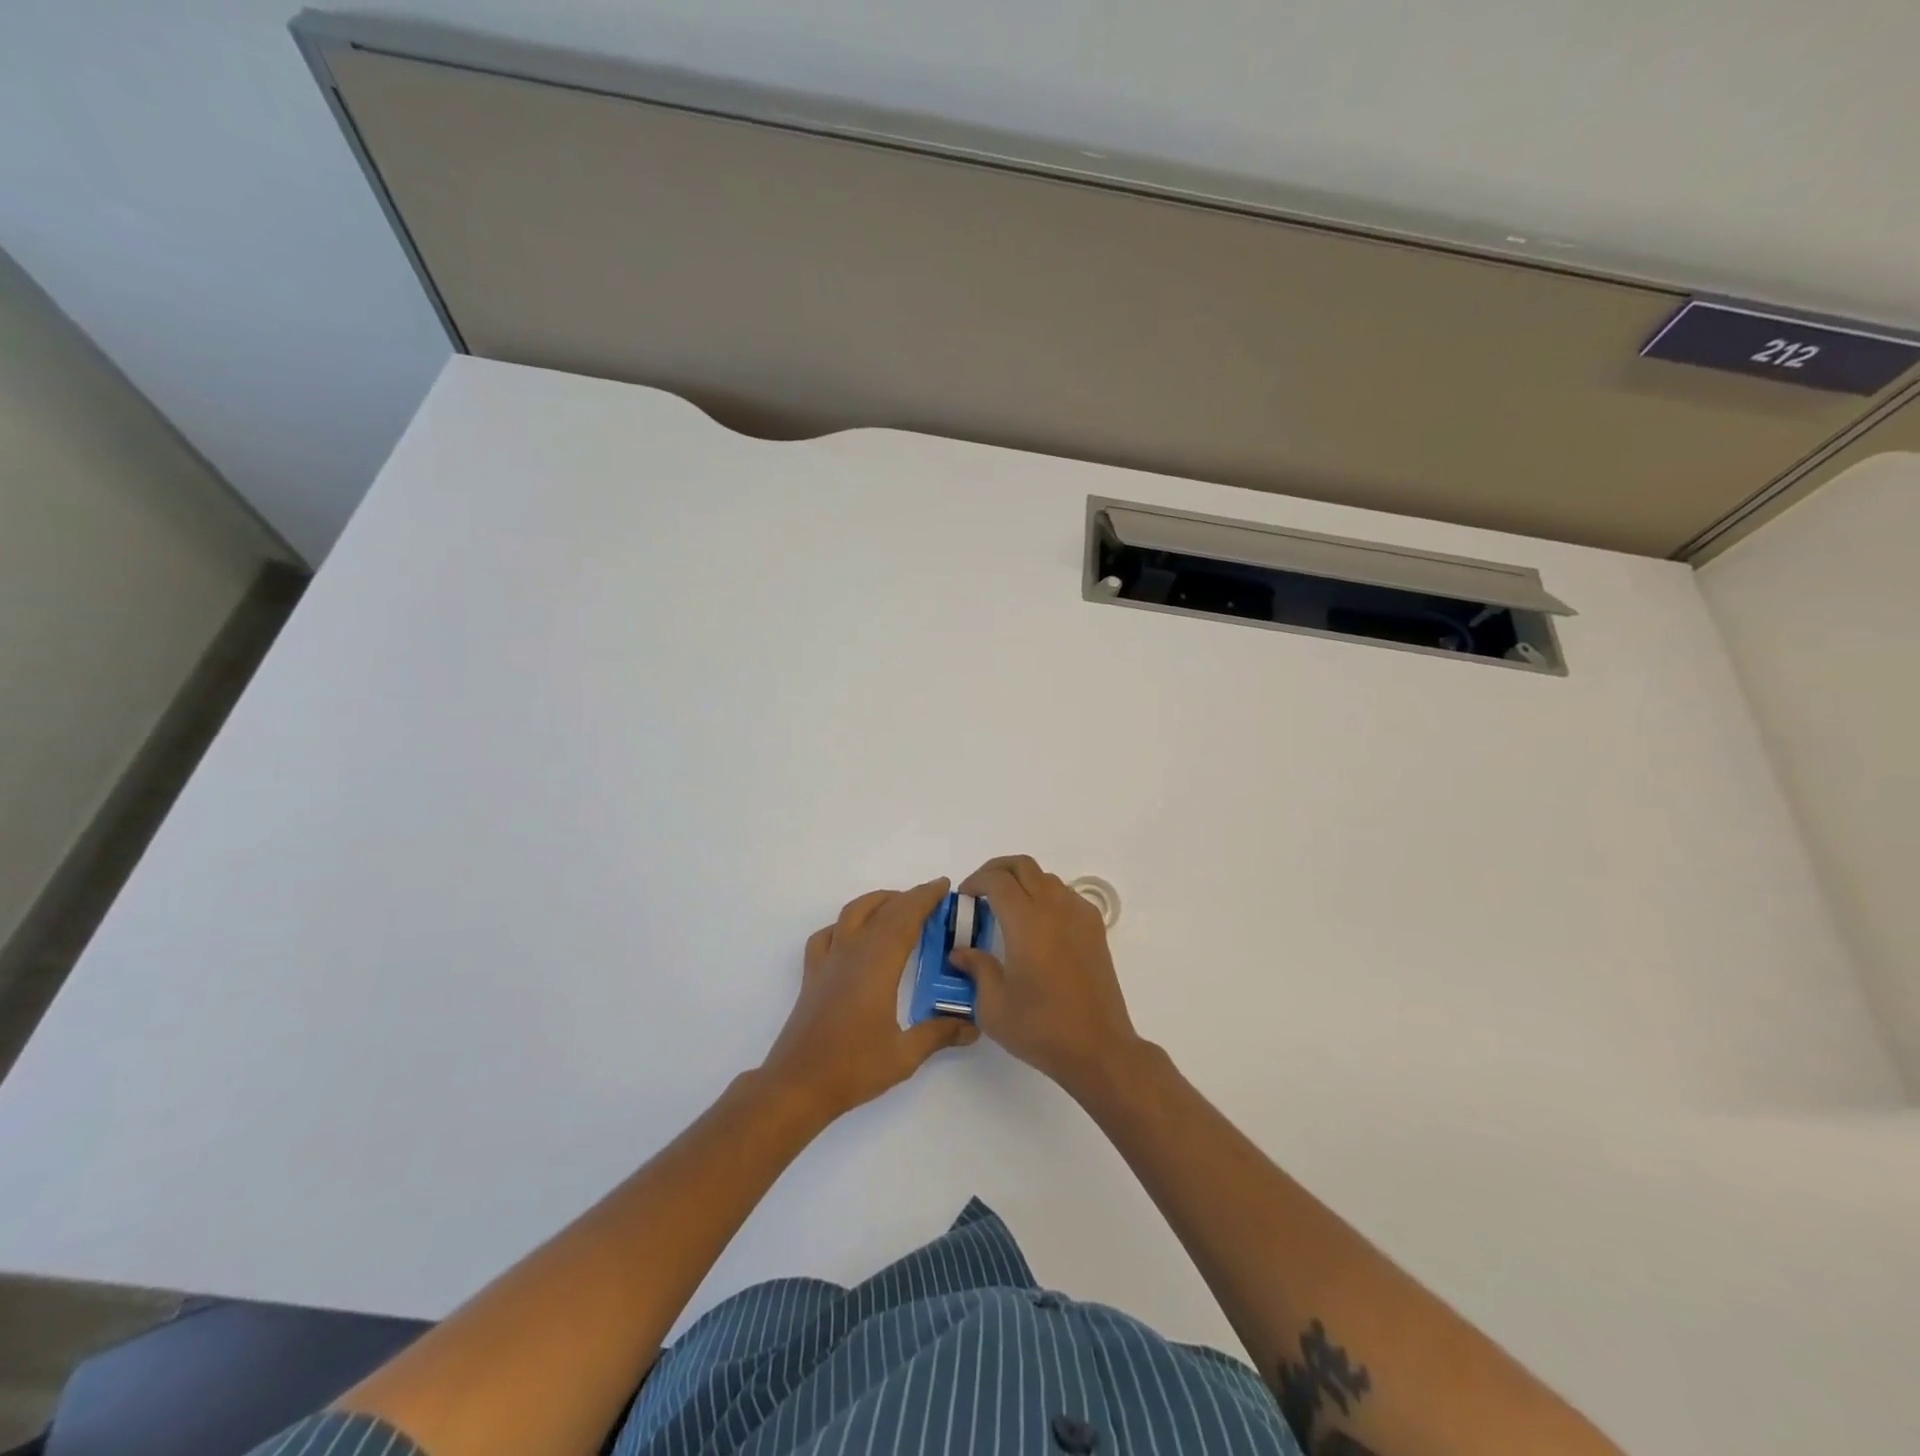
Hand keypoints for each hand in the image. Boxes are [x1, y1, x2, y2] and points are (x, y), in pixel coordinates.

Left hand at [761, 878, 977, 1119]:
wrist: (797, 1085)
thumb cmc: (853, 1068)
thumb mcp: (904, 1055)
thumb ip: (939, 1034)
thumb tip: (972, 1026)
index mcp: (877, 964)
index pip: (905, 917)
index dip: (925, 898)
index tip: (943, 886)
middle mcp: (852, 952)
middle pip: (882, 910)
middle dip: (909, 898)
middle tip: (933, 899)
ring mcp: (828, 961)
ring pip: (852, 913)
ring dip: (878, 902)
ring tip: (897, 907)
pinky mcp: (812, 975)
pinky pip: (828, 934)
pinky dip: (845, 924)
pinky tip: (853, 936)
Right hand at [951, 856, 1142, 1099]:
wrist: (1098, 1047)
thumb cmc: (1040, 1027)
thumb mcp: (993, 1005)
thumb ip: (976, 969)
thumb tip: (961, 952)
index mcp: (1026, 921)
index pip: (997, 880)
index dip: (976, 881)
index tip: (964, 897)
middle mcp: (1054, 907)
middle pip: (1023, 866)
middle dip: (997, 870)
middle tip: (981, 891)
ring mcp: (1079, 915)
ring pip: (1046, 877)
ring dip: (1023, 882)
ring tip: (1008, 908)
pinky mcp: (1095, 929)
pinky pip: (1066, 894)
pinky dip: (1046, 895)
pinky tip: (1038, 924)